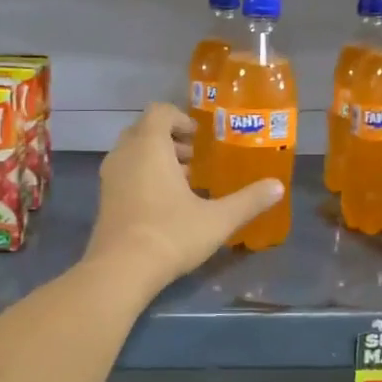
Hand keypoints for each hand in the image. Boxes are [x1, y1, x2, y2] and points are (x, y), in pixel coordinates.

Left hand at [83, 102, 284, 293]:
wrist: (121, 269)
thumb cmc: (171, 234)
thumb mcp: (218, 219)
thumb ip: (248, 200)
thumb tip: (278, 187)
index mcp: (149, 146)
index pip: (159, 112)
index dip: (180, 119)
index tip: (199, 138)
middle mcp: (124, 154)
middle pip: (144, 130)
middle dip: (170, 139)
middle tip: (195, 159)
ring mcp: (110, 177)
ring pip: (132, 153)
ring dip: (156, 159)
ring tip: (184, 182)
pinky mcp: (104, 199)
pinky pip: (125, 173)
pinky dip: (143, 176)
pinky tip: (165, 204)